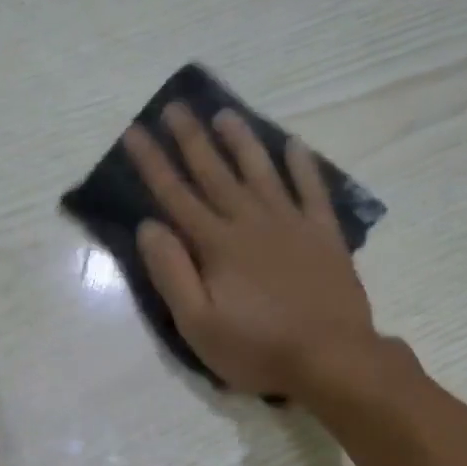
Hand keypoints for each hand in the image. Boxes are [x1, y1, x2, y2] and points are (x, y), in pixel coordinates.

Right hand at [126, 104, 385, 408]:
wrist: (331, 359)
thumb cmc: (255, 348)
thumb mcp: (197, 323)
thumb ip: (171, 272)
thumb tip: (149, 226)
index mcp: (216, 244)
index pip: (175, 195)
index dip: (153, 163)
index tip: (135, 132)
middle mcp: (251, 222)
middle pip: (215, 173)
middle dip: (191, 139)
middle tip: (175, 106)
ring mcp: (292, 224)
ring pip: (261, 172)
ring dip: (241, 141)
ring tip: (224, 114)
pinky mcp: (323, 235)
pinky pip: (312, 190)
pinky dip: (302, 166)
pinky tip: (293, 145)